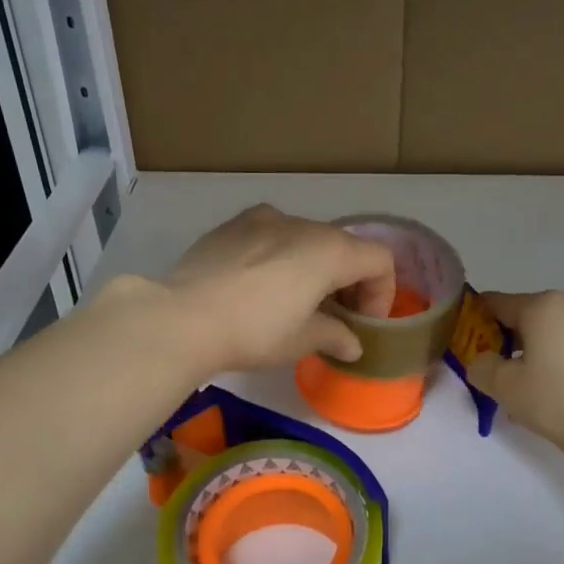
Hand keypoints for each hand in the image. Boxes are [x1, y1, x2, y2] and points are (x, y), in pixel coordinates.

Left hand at [159, 205, 395, 372]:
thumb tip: (352, 345)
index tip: (362, 325)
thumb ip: (335, 336)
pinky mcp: (233, 224)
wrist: (182, 317)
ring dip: (314, 267)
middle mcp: (303, 224)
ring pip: (306, 238)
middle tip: (334, 317)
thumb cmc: (254, 331)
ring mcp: (265, 219)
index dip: (381, 294)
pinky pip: (271, 234)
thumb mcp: (301, 340)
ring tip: (295, 301)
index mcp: (330, 250)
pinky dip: (280, 255)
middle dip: (349, 281)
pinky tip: (258, 284)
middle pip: (344, 247)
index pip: (380, 260)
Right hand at [466, 291, 563, 449]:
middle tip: (505, 375)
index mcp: (543, 306)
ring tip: (537, 389)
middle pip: (530, 315)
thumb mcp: (505, 388)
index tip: (472, 348)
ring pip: (559, 331)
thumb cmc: (558, 403)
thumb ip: (481, 367)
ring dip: (542, 351)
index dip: (478, 322)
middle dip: (512, 341)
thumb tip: (483, 360)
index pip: (497, 303)